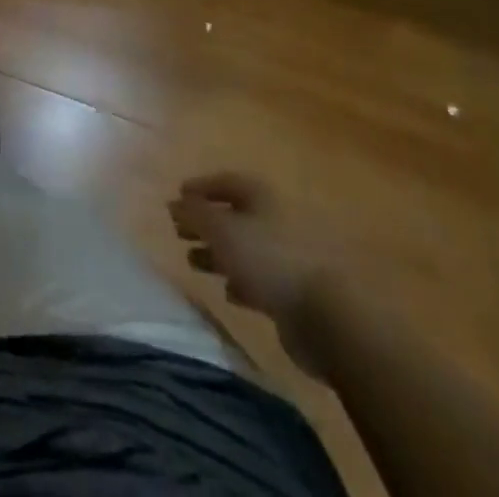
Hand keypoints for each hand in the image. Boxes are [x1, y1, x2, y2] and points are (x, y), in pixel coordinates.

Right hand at [169, 173, 334, 377]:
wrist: (325, 316)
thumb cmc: (268, 259)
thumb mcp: (221, 231)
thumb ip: (194, 214)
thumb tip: (173, 202)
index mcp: (262, 196)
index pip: (225, 182)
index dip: (200, 188)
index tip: (177, 199)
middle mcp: (276, 219)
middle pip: (234, 215)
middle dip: (206, 223)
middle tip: (180, 234)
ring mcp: (288, 255)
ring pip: (245, 248)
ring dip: (219, 254)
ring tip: (194, 263)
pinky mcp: (295, 289)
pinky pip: (260, 278)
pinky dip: (240, 280)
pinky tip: (228, 291)